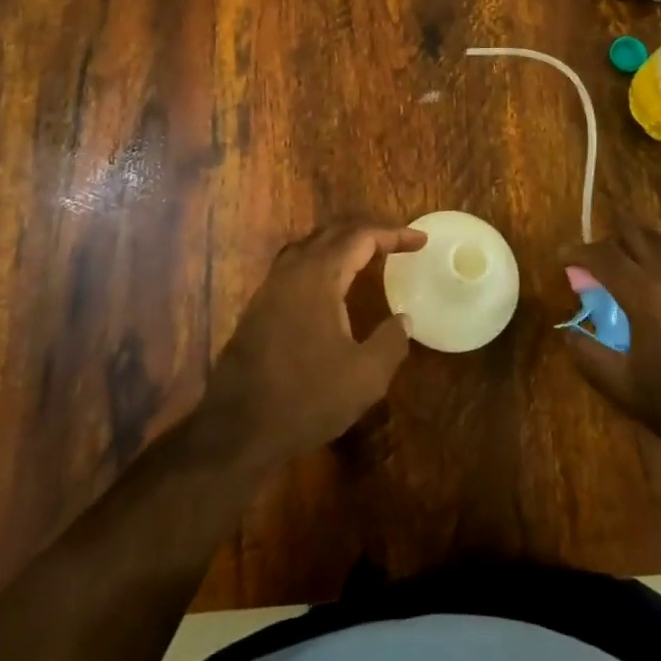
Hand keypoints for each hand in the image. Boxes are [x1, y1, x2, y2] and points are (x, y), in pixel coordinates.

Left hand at [198, 221, 426, 471]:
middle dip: (368, 233)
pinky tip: (329, 284)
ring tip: (367, 253)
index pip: (361, 238)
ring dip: (341, 243)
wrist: (239, 427)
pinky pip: (295, 264)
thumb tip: (404, 319)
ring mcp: (271, 286)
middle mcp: (292, 270)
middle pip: (333, 233)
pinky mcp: (260, 306)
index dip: (393, 235)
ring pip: (310, 246)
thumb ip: (391, 342)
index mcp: (319, 276)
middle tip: (397, 243)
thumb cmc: (306, 398)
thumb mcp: (365, 377)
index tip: (421, 241)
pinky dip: (321, 260)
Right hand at [565, 224, 660, 463]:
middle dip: (610, 241)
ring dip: (644, 242)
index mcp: (645, 296)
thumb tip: (569, 332)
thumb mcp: (624, 388)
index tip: (564, 257)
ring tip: (635, 258)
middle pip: (635, 235)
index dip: (578, 253)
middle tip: (599, 260)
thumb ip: (588, 355)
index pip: (603, 257)